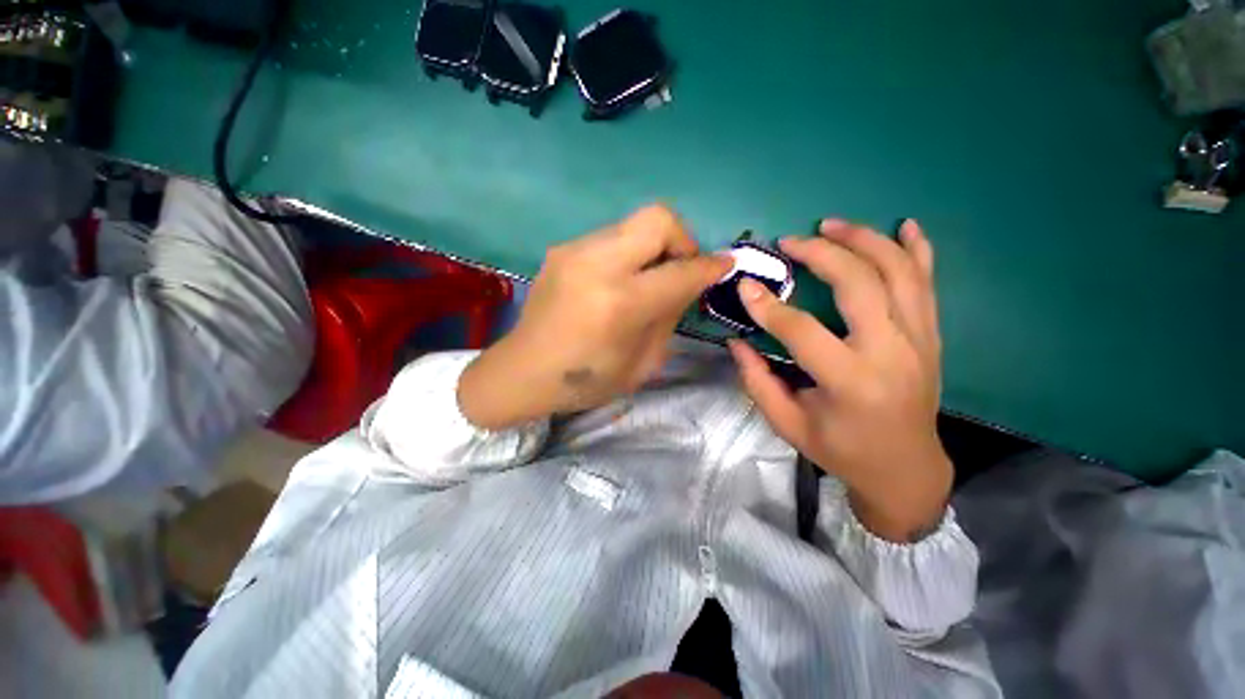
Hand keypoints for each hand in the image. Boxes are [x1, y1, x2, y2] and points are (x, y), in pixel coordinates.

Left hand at [459, 205, 730, 429]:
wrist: (523, 371)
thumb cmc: (586, 380)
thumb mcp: (642, 363)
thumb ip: (669, 317)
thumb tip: (688, 283)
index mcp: (620, 304)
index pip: (680, 271)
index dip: (710, 266)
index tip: (725, 264)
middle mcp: (597, 265)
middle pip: (658, 219)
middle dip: (683, 240)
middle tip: (681, 268)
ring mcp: (575, 251)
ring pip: (634, 223)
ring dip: (654, 246)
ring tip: (649, 277)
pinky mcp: (562, 249)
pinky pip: (612, 237)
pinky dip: (629, 252)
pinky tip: (620, 280)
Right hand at [728, 219, 951, 542]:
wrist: (906, 469)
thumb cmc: (841, 450)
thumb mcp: (787, 423)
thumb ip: (757, 380)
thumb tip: (736, 341)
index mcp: (850, 382)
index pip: (802, 330)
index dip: (768, 305)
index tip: (745, 284)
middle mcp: (891, 353)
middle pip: (859, 284)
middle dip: (821, 254)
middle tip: (790, 242)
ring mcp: (920, 341)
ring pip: (899, 272)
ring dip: (864, 240)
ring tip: (831, 225)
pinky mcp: (932, 337)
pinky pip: (928, 284)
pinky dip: (918, 250)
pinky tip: (906, 226)